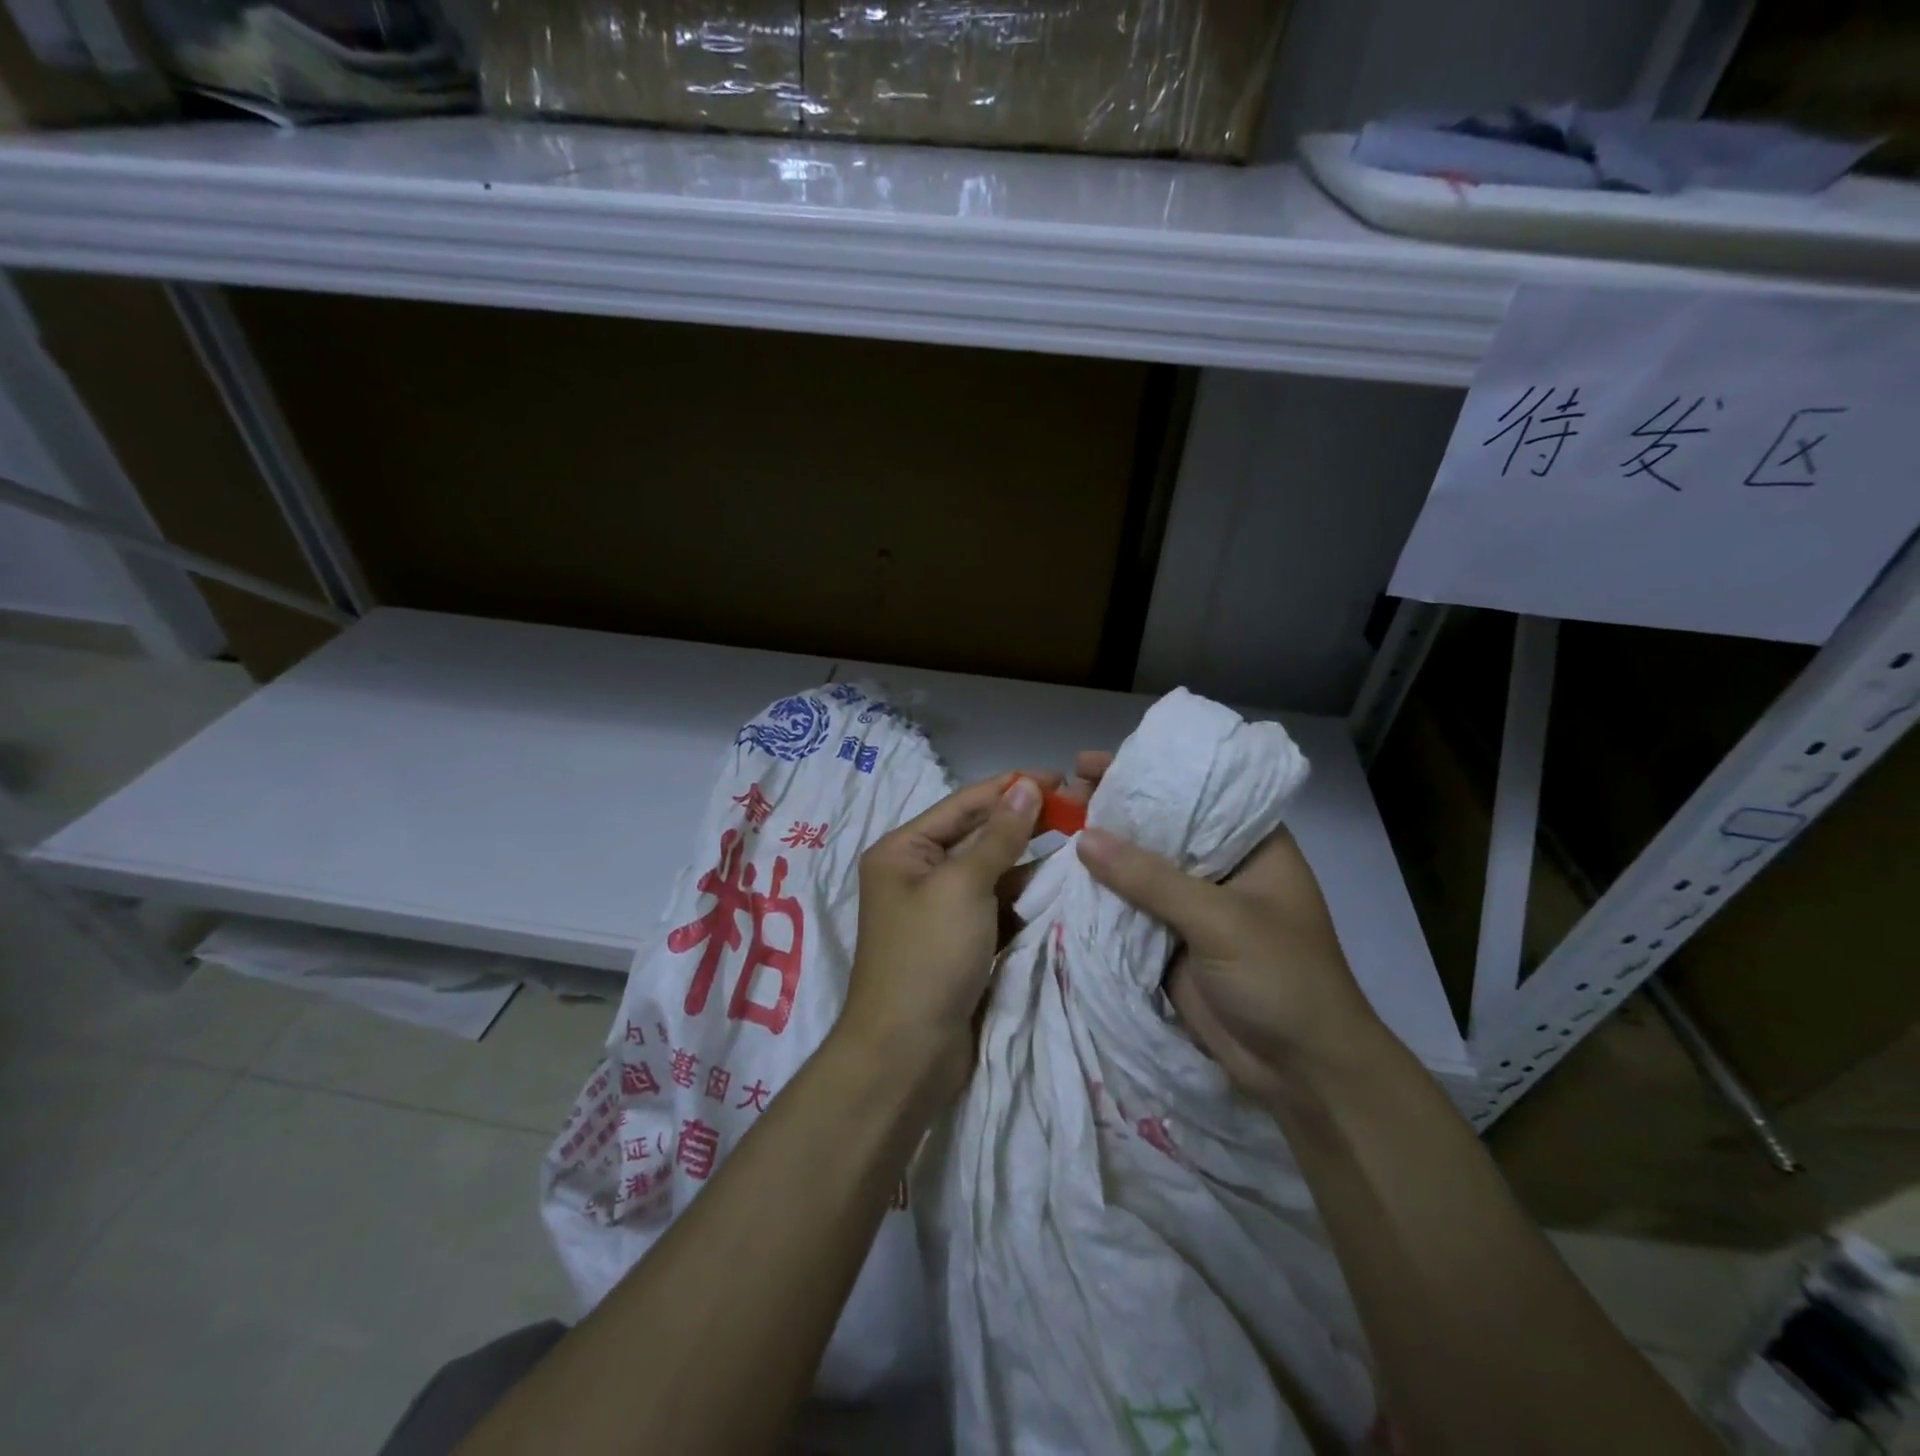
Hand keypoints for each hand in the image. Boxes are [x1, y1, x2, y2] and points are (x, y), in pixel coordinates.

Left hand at [839, 772, 1047, 1096]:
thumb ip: (999, 836)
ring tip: (1081, 847)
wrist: (907, 1054)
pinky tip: (1062, 889)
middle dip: (1024, 824)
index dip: (1009, 789)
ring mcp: (941, 910)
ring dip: (1030, 863)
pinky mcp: (962, 942)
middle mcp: (918, 873)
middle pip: (978, 837)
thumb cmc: (928, 956)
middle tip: (1079, 811)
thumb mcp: (963, 886)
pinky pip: (998, 907)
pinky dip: (1026, 899)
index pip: (963, 805)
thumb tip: (1025, 786)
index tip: (1059, 778)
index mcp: (903, 850)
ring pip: (992, 874)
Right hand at [1072, 755, 1382, 1107]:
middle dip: (1113, 809)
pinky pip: (1130, 908)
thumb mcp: (1221, 920)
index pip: (1192, 791)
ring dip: (1102, 852)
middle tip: (1060, 792)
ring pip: (1140, 868)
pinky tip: (1063, 876)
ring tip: (1051, 825)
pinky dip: (1101, 894)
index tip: (1087, 762)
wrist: (1302, 1072)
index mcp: (1251, 844)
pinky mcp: (1171, 941)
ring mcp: (1193, 906)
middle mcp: (1220, 866)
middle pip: (1159, 827)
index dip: (1143, 771)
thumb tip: (1084, 837)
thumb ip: (1152, 879)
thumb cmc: (1282, 978)